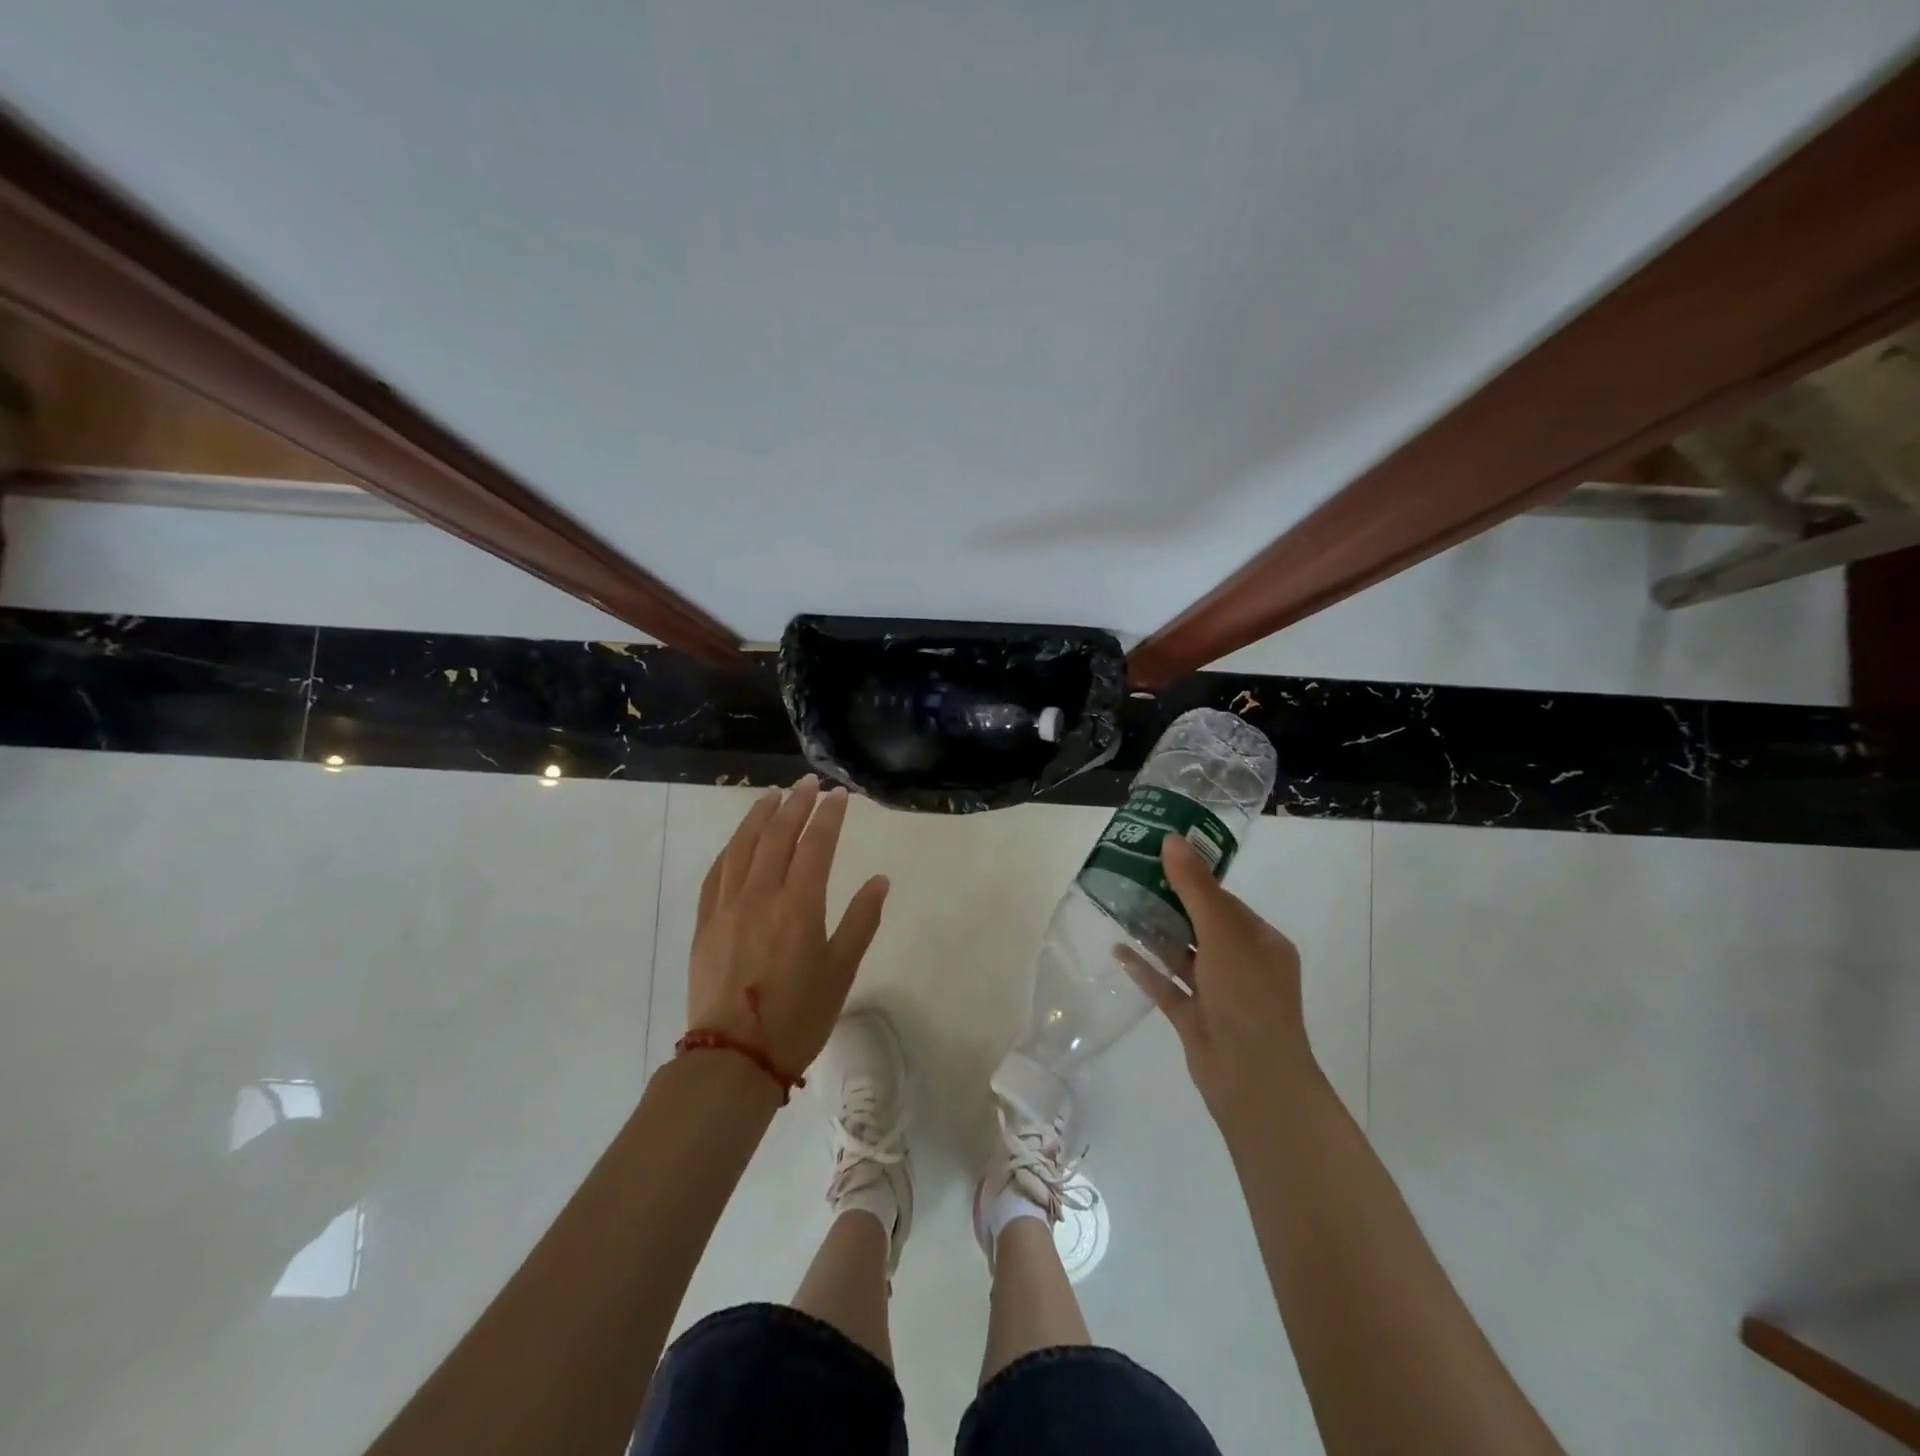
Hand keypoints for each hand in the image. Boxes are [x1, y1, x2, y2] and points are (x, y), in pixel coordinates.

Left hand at [687, 776, 889, 1075]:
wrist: (734, 1057)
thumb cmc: (798, 1016)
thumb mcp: (841, 971)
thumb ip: (861, 920)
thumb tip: (880, 880)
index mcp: (799, 905)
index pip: (816, 844)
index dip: (828, 815)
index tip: (838, 794)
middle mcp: (760, 895)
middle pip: (777, 835)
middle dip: (795, 803)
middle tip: (808, 783)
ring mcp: (727, 906)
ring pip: (742, 846)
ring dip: (758, 816)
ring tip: (772, 796)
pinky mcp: (705, 923)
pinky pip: (716, 873)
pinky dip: (730, 848)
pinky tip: (738, 841)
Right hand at [1137, 834, 1317, 1129]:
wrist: (1253, 1082)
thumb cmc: (1247, 998)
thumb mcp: (1224, 934)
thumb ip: (1195, 888)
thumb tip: (1172, 839)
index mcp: (1261, 943)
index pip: (1224, 901)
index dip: (1192, 879)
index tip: (1157, 858)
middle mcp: (1243, 965)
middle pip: (1201, 926)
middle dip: (1168, 904)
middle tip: (1130, 877)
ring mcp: (1219, 994)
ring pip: (1182, 956)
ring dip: (1155, 934)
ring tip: (1119, 907)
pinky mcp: (1195, 1019)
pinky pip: (1167, 986)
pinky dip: (1146, 969)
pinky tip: (1118, 951)